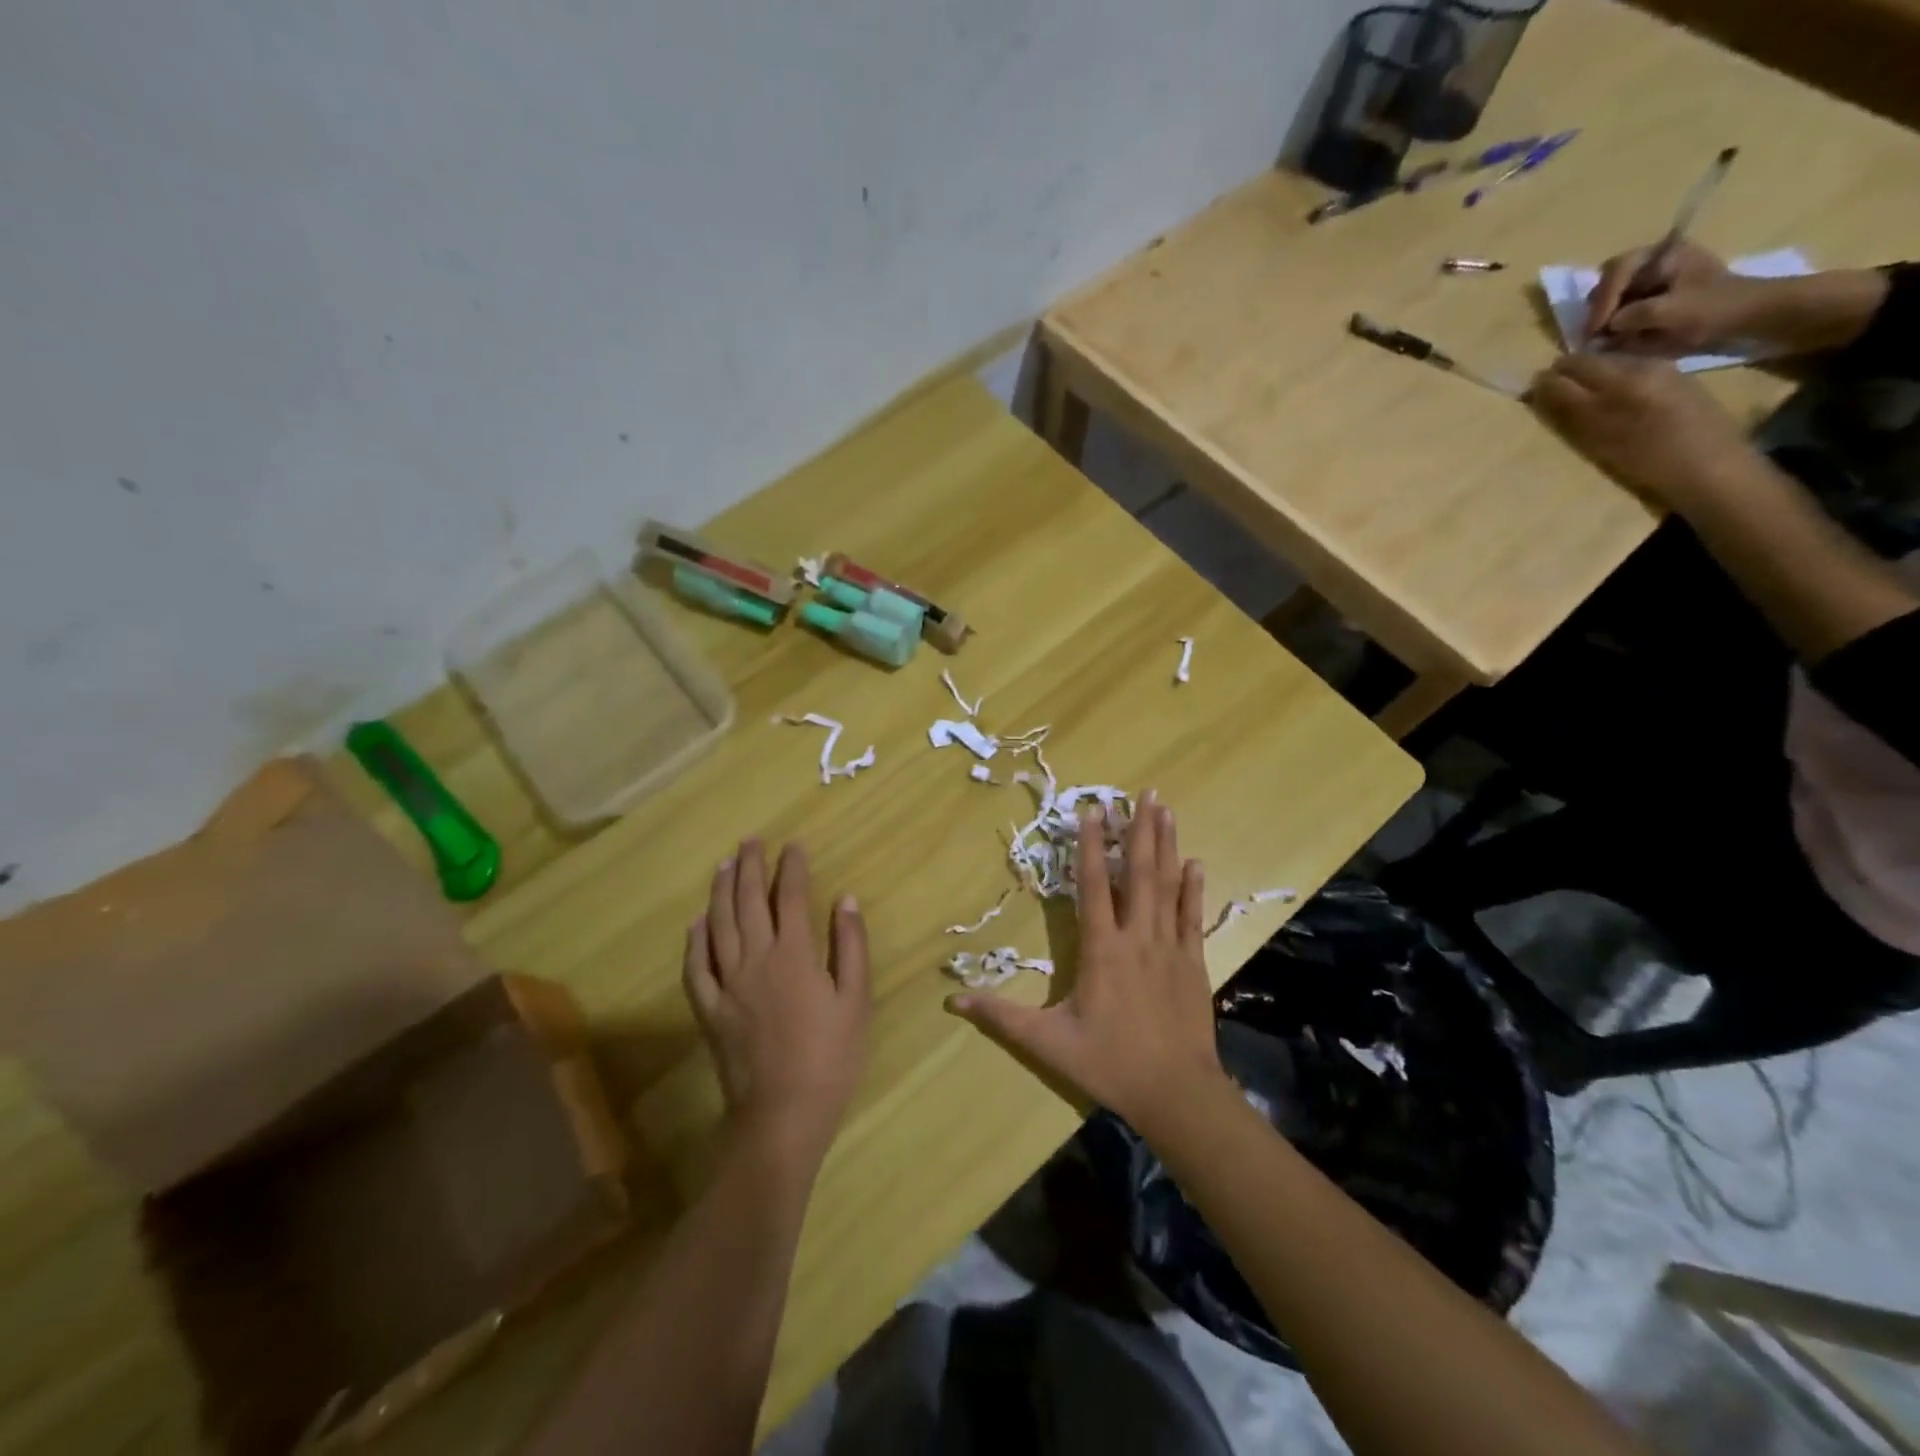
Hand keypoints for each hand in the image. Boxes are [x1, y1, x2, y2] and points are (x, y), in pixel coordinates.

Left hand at [684, 840, 871, 1164]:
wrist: (782, 1114)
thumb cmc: (830, 1057)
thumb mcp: (856, 1000)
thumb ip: (851, 946)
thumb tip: (846, 899)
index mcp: (794, 955)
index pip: (791, 897)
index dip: (791, 867)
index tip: (793, 845)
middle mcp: (755, 960)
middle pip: (749, 902)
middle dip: (750, 866)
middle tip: (750, 840)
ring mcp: (726, 984)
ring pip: (718, 925)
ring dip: (721, 891)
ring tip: (724, 864)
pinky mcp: (709, 1010)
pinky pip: (695, 967)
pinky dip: (694, 940)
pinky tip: (697, 922)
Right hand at [945, 793, 1225, 1128]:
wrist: (1176, 1093)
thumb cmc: (1109, 1063)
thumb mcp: (1048, 1041)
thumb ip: (1001, 1017)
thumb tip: (953, 999)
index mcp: (1101, 948)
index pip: (1093, 885)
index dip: (1091, 846)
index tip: (1092, 810)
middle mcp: (1136, 937)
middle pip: (1138, 873)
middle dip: (1138, 830)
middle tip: (1143, 792)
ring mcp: (1169, 947)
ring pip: (1167, 886)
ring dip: (1166, 846)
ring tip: (1165, 810)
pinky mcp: (1193, 962)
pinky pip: (1192, 916)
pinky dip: (1193, 888)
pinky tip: (1196, 862)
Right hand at [1530, 352, 1762, 510]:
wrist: (1711, 465)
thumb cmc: (1647, 466)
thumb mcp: (1598, 444)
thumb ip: (1569, 414)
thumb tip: (1543, 391)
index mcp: (1612, 389)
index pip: (1564, 375)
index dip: (1544, 383)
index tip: (1533, 394)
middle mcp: (1634, 371)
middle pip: (1587, 361)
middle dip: (1565, 373)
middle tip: (1554, 393)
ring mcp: (1658, 369)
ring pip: (1610, 361)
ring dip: (1590, 374)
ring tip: (1583, 395)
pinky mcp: (1675, 374)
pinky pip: (1632, 367)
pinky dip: (1614, 376)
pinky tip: (1615, 396)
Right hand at [1582, 240, 1773, 354]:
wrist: (1749, 314)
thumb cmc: (1714, 308)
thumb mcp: (1670, 312)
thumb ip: (1633, 315)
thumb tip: (1607, 326)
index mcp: (1665, 252)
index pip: (1618, 270)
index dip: (1603, 299)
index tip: (1597, 328)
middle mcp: (1658, 258)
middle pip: (1611, 280)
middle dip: (1602, 306)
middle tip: (1596, 332)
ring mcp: (1656, 275)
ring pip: (1614, 293)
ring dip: (1606, 315)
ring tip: (1605, 336)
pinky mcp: (1656, 292)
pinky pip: (1623, 303)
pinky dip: (1616, 319)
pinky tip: (1617, 334)